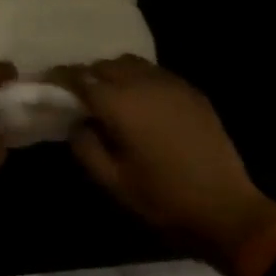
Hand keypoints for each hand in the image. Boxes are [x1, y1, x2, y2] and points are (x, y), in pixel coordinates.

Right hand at [50, 56, 275, 257]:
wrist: (228, 212)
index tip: (47, 82)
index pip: (79, 78)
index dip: (59, 77)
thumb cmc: (165, 201)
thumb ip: (86, 148)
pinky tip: (143, 104)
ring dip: (114, 74)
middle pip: (104, 66)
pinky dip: (140, 80)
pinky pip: (155, 73)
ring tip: (111, 98)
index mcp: (120, 103)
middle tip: (79, 98)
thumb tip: (77, 123)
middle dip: (88, 76)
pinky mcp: (191, 91)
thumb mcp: (114, 183)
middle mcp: (142, 82)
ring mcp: (170, 83)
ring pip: (130, 64)